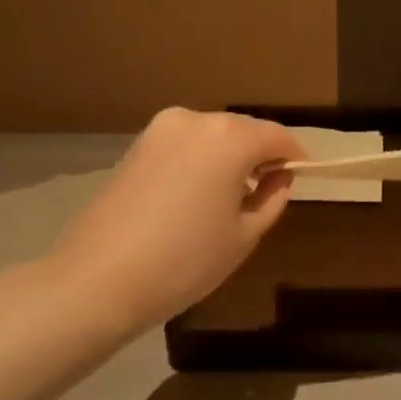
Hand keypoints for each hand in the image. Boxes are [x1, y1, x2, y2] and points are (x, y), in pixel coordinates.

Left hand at [40, 108, 304, 335]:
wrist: (99, 279)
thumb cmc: (185, 261)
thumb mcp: (244, 236)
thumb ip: (272, 200)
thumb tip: (279, 178)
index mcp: (230, 137)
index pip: (277, 136)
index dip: (294, 157)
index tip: (301, 178)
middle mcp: (196, 120)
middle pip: (244, 130)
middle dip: (261, 154)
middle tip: (268, 190)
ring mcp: (161, 129)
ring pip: (213, 135)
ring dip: (230, 156)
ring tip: (231, 196)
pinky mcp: (137, 145)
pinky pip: (186, 144)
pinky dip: (201, 160)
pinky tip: (197, 195)